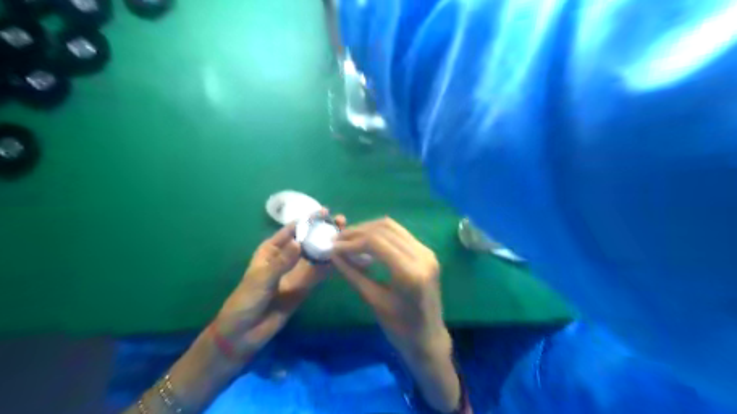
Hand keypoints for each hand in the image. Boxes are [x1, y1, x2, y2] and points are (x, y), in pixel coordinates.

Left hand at [216, 213, 346, 357]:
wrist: (244, 332)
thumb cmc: (246, 300)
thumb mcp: (261, 279)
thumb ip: (281, 262)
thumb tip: (300, 243)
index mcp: (271, 249)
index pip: (292, 230)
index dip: (308, 220)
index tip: (325, 212)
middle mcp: (287, 257)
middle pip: (308, 240)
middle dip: (323, 231)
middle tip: (341, 222)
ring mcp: (297, 272)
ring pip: (316, 255)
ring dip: (330, 246)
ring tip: (346, 236)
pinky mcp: (305, 286)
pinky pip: (319, 273)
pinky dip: (330, 265)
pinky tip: (343, 258)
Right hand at [329, 219, 458, 412]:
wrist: (429, 337)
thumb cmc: (400, 328)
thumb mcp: (373, 301)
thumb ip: (353, 274)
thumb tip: (334, 254)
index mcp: (410, 272)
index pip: (376, 242)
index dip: (351, 242)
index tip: (333, 247)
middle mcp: (422, 255)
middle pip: (384, 229)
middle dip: (358, 232)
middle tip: (338, 240)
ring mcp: (427, 252)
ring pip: (392, 227)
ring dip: (368, 229)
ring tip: (349, 239)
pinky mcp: (426, 252)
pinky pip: (400, 234)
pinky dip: (380, 234)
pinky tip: (366, 242)